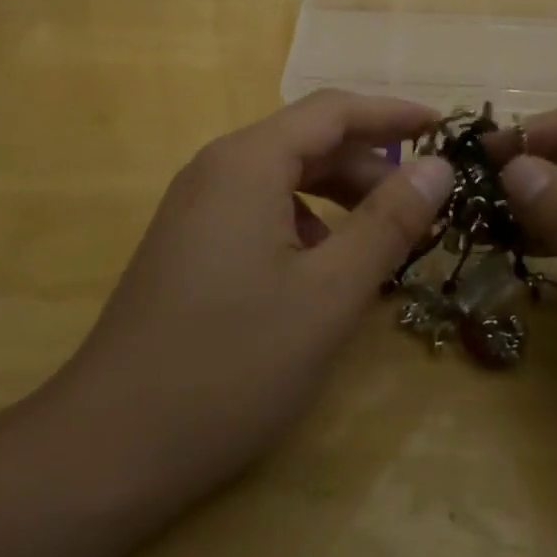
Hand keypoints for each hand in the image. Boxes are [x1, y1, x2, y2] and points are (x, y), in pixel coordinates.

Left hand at [50, 91, 454, 511]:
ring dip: (338, 197)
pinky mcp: (187, 246)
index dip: (392, 114)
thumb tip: (439, 166)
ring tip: (383, 240)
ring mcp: (194, 209)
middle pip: (306, 141)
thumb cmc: (232, 364)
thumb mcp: (329, 293)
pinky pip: (259, 211)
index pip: (333, 110)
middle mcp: (215, 170)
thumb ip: (388, 222)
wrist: (111, 446)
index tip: (445, 127)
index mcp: (247, 163)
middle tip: (423, 202)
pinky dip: (305, 225)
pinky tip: (324, 272)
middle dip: (369, 164)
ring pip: (283, 179)